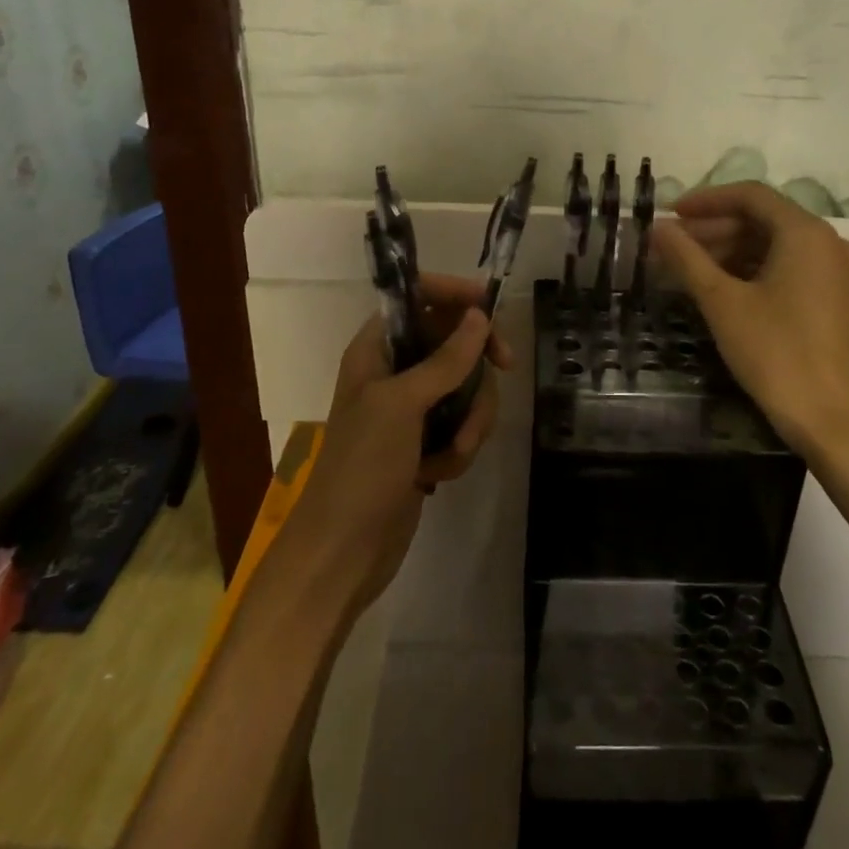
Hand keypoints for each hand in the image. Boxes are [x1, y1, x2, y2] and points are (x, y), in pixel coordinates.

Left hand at [287, 274, 511, 618]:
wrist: (343, 553)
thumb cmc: (362, 467)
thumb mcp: (402, 405)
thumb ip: (445, 359)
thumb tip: (479, 315)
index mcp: (376, 349)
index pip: (418, 297)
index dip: (453, 295)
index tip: (490, 309)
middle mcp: (394, 371)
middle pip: (454, 340)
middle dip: (476, 368)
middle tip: (504, 369)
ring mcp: (412, 409)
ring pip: (467, 386)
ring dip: (471, 418)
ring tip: (453, 452)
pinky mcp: (426, 442)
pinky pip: (463, 424)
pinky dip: (460, 447)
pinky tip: (439, 474)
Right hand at [652, 182, 848, 461]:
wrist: (840, 423)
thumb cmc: (779, 355)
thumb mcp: (723, 304)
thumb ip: (687, 259)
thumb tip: (657, 228)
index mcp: (805, 233)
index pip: (750, 195)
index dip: (705, 201)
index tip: (670, 215)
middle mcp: (827, 243)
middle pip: (762, 219)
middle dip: (713, 230)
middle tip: (671, 248)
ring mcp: (835, 273)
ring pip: (774, 246)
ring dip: (729, 252)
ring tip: (687, 271)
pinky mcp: (835, 300)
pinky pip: (788, 269)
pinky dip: (751, 272)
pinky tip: (720, 292)